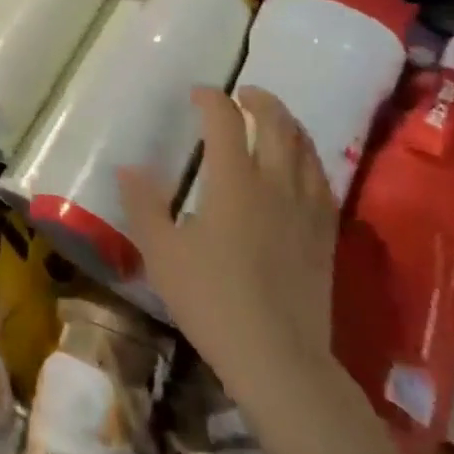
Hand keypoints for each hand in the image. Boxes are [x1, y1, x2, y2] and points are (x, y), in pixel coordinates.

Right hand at [118, 88, 337, 389]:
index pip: (226, 120)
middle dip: (260, 100)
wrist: (279, 358)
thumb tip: (128, 168)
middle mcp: (275, 182)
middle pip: (276, 123)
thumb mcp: (162, 253)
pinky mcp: (325, 233)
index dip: (212, 99)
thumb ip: (143, 205)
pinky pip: (322, 179)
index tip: (198, 95)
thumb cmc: (212, 301)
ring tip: (273, 119)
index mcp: (234, 180)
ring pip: (305, 147)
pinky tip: (301, 167)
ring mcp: (306, 207)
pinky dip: (308, 157)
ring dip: (288, 123)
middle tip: (243, 94)